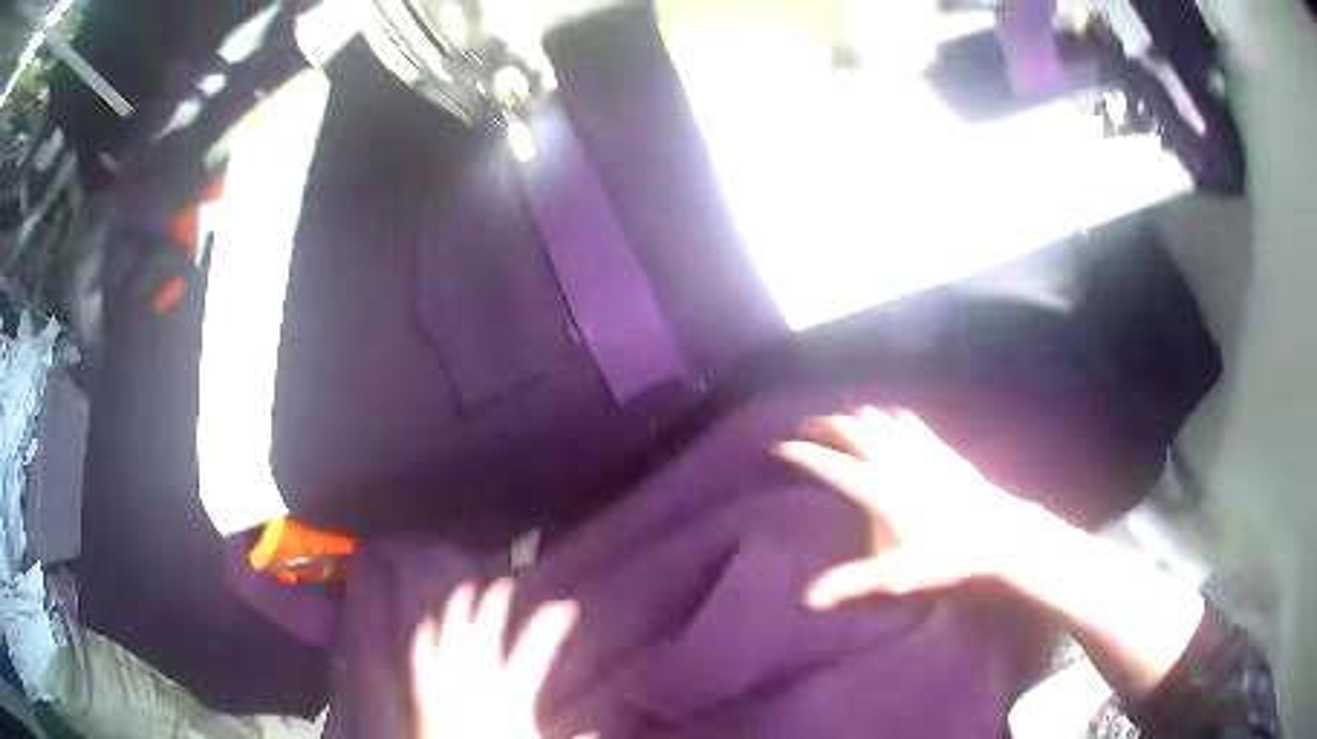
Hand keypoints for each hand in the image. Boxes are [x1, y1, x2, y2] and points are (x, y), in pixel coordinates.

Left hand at [412, 579, 577, 738]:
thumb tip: (596, 733)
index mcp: (510, 694)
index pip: (535, 648)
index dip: (551, 623)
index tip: (566, 605)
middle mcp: (475, 680)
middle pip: (485, 629)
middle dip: (496, 602)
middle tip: (506, 584)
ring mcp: (445, 682)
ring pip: (449, 634)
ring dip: (458, 609)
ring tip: (465, 589)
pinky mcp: (423, 692)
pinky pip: (420, 657)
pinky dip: (423, 637)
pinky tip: (426, 624)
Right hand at [776, 408, 1032, 607]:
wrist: (996, 534)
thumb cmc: (945, 558)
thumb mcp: (896, 578)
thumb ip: (851, 584)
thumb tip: (806, 600)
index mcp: (880, 491)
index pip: (832, 464)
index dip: (802, 453)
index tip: (778, 448)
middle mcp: (895, 461)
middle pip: (851, 429)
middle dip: (823, 424)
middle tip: (804, 430)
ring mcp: (920, 450)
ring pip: (876, 418)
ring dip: (853, 417)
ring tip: (838, 427)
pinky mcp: (939, 447)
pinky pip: (906, 420)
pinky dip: (886, 417)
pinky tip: (885, 422)